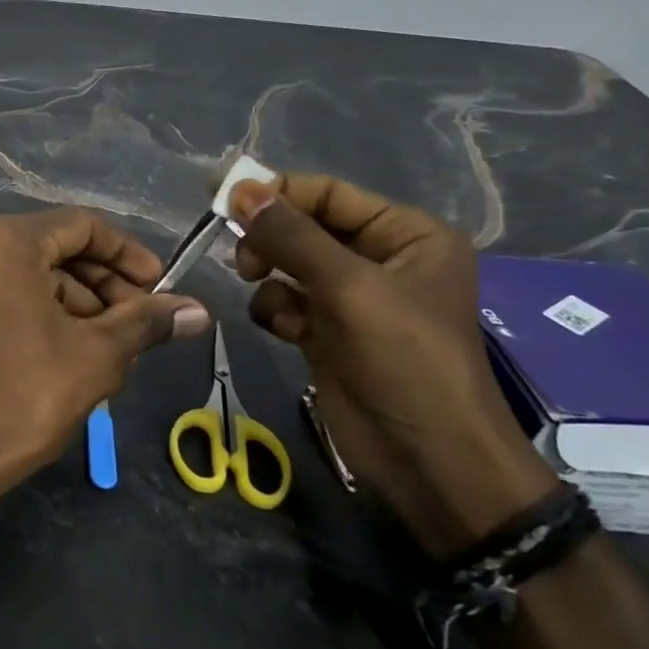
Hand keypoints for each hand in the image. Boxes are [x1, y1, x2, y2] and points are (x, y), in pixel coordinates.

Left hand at [0, 209, 209, 493]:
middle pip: (58, 246)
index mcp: (5, 241)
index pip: (81, 225)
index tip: (160, 287)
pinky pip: (13, 289)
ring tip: (118, 344)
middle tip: (143, 320)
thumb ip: (147, 322)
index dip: (127, 253)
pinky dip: (50, 309)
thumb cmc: (28, 394)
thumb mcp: (98, 353)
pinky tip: (81, 348)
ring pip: (37, 271)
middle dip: (106, 282)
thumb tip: (198, 310)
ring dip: (82, 301)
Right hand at [229, 174, 558, 556]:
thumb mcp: (349, 288)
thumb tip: (237, 188)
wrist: (427, 460)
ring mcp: (352, 297)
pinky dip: (277, 311)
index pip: (327, 194)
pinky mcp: (328, 330)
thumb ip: (291, 235)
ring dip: (270, 277)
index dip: (275, 192)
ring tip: (268, 296)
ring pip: (287, 263)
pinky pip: (285, 300)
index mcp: (406, 234)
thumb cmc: (405, 361)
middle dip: (270, 240)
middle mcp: (380, 258)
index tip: (220, 198)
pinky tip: (289, 333)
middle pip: (302, 226)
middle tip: (245, 260)